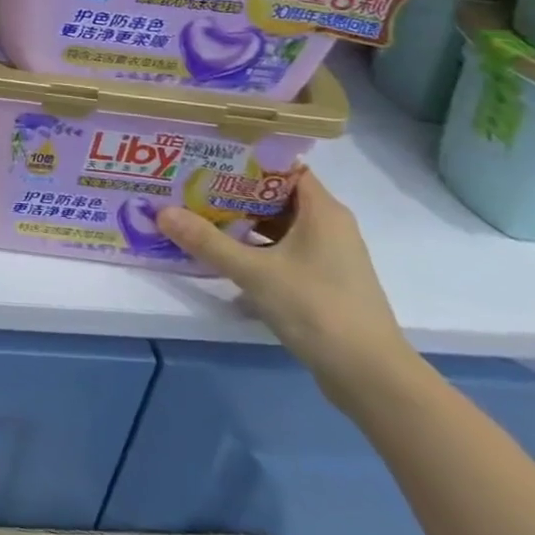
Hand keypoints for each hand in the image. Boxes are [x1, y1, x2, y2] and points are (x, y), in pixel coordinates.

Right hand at [158, 174, 418, 407]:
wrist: (373, 380)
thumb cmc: (318, 310)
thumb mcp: (255, 273)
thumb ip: (207, 241)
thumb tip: (161, 212)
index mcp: (322, 210)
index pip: (281, 167)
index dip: (244, 157)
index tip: (205, 154)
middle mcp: (328, 226)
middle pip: (274, 195)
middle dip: (231, 189)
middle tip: (188, 182)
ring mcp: (326, 256)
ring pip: (276, 224)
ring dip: (239, 220)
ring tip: (195, 212)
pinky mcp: (320, 281)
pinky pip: (280, 249)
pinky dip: (252, 247)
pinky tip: (220, 252)